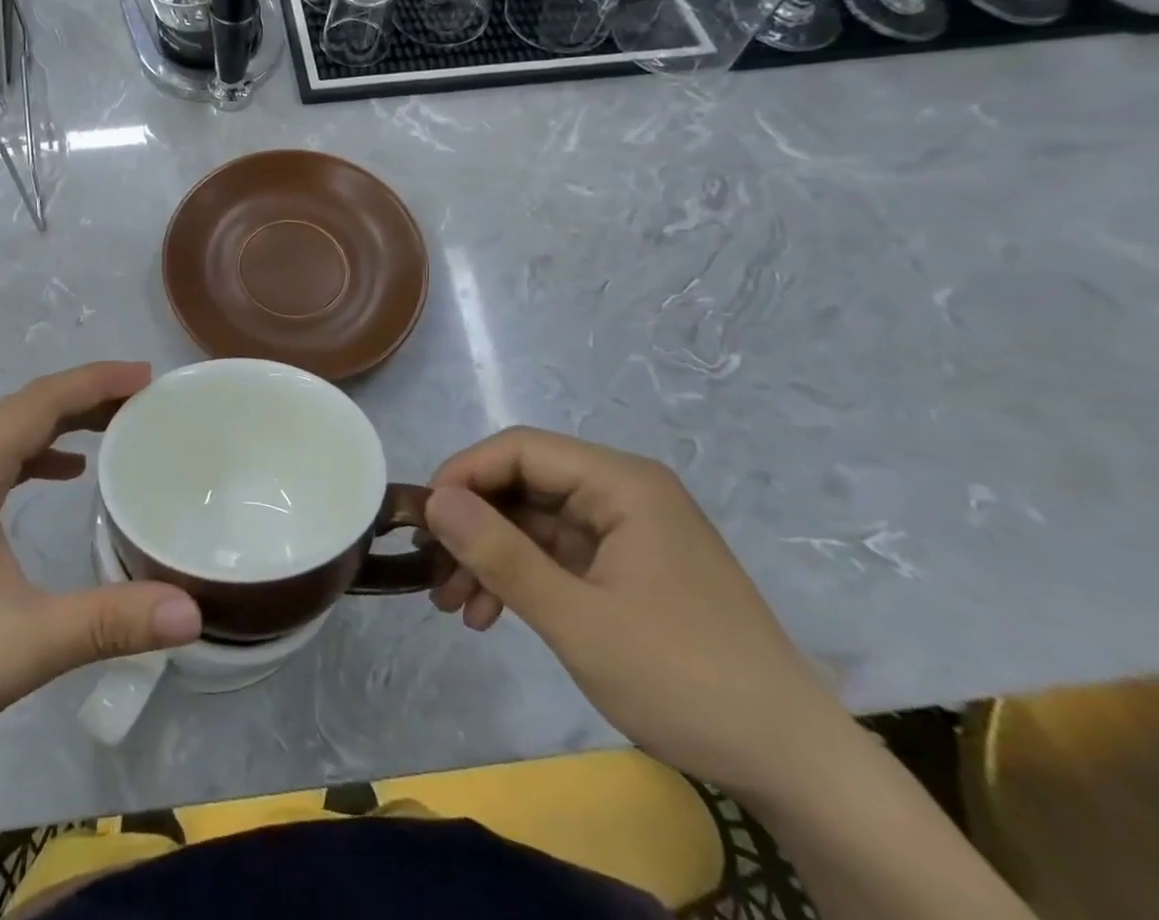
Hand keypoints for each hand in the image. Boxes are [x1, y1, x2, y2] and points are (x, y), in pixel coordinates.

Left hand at [0, 362, 201, 778]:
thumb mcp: (25, 644)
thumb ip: (110, 622)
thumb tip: (193, 612)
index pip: (41, 401)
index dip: (97, 381)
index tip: (148, 377)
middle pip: (26, 408)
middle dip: (87, 396)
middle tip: (144, 400)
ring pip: (8, 433)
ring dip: (62, 421)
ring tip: (115, 426)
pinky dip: (36, 453)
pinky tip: (62, 473)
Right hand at [423, 427, 854, 800]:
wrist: (796, 769)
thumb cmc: (686, 681)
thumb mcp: (579, 621)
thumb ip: (501, 554)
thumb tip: (434, 500)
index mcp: (622, 484)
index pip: (520, 449)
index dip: (463, 475)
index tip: (424, 521)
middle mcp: (622, 494)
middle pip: (523, 485)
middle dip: (472, 526)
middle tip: (432, 572)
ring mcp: (626, 533)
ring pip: (533, 523)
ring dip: (489, 557)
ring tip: (453, 605)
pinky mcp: (627, 570)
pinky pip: (555, 556)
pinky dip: (519, 579)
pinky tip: (490, 615)